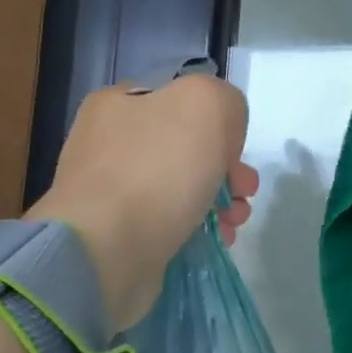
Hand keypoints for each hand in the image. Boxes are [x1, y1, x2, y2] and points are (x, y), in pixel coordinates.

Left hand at [29, 73, 257, 328]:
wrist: (107, 250)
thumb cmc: (157, 170)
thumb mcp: (207, 105)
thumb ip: (225, 103)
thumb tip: (222, 139)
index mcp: (118, 104)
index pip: (180, 102)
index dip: (217, 123)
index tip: (236, 152)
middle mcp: (108, 144)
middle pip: (186, 149)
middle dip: (226, 169)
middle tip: (244, 191)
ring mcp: (110, 193)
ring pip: (182, 189)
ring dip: (219, 202)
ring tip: (235, 221)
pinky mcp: (118, 235)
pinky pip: (170, 224)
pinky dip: (198, 230)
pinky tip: (217, 239)